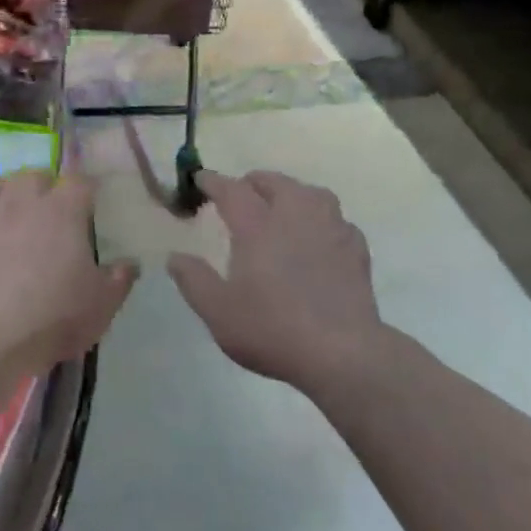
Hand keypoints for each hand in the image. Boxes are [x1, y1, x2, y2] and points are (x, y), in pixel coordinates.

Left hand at [0, 171, 136, 372]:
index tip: (89, 205)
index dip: (86, 191)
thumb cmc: (52, 319)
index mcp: (64, 210)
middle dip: (44, 189)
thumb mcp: (101, 306)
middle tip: (49, 215)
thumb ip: (120, 279)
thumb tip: (130, 262)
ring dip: (8, 194)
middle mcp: (24, 200)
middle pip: (36, 176)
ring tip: (11, 215)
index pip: (80, 182)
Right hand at [168, 170, 379, 388]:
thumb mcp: (218, 311)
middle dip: (254, 182)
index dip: (214, 182)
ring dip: (292, 192)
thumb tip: (175, 257)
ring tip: (283, 205)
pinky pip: (336, 219)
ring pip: (311, 193)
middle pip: (275, 183)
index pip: (232, 190)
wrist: (341, 352)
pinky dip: (322, 219)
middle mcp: (295, 216)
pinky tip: (319, 235)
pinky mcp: (355, 248)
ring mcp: (330, 229)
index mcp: (257, 226)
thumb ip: (194, 280)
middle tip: (242, 192)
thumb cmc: (272, 329)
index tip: (201, 178)